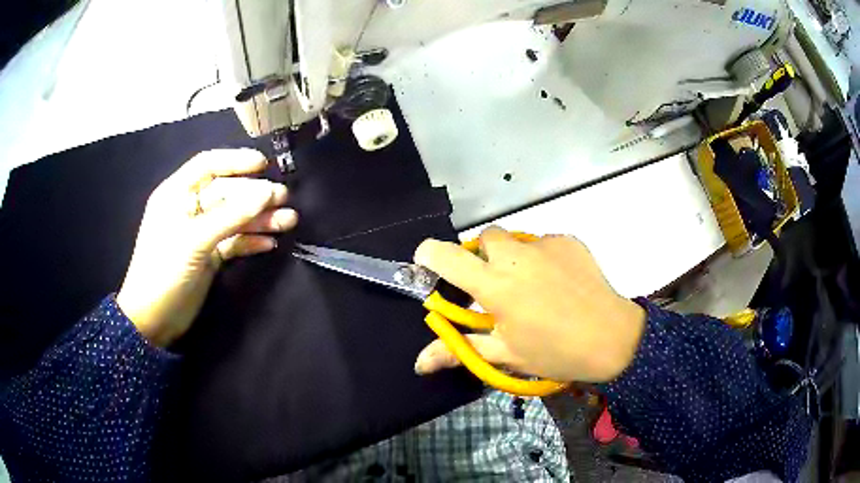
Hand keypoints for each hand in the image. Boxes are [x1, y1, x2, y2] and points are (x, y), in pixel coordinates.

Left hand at [116, 149, 297, 346]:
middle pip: (226, 193)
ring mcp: (200, 233)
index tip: (263, 165)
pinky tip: (270, 244)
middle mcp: (190, 209)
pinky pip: (234, 242)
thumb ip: (231, 215)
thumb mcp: (195, 240)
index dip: (235, 161)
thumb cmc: (165, 270)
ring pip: (234, 218)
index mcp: (177, 194)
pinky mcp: (209, 256)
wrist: (154, 319)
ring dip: (259, 219)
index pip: (208, 165)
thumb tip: (267, 192)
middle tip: (284, 198)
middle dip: (254, 195)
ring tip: (288, 221)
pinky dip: (251, 241)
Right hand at [413, 227, 644, 382]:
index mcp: (495, 285)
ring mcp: (545, 244)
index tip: (428, 264)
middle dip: (482, 258)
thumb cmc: (555, 351)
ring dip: (513, 258)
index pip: (446, 256)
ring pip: (515, 241)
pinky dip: (542, 259)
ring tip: (532, 287)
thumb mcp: (505, 354)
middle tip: (495, 286)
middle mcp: (516, 256)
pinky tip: (558, 283)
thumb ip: (460, 350)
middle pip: (484, 239)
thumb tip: (419, 363)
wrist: (612, 338)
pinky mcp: (568, 240)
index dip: (429, 254)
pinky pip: (543, 244)